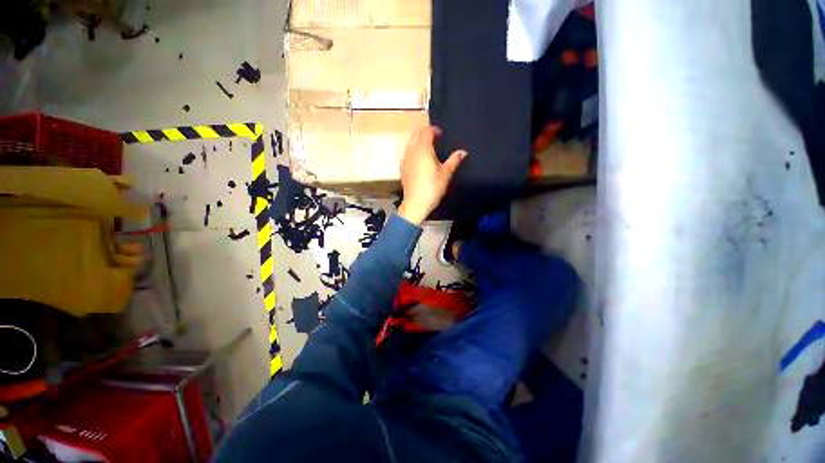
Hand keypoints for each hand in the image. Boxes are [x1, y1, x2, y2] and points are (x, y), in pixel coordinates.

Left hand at [397, 127, 466, 224]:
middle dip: (424, 132)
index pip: (426, 132)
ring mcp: (405, 159)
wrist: (416, 203)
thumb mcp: (446, 173)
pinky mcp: (402, 167)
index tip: (440, 133)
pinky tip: (418, 157)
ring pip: (409, 142)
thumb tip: (463, 152)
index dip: (434, 130)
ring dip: (417, 139)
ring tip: (426, 146)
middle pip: (416, 134)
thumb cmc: (432, 187)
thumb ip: (454, 160)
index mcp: (423, 149)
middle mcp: (412, 150)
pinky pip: (406, 152)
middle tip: (433, 137)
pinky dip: (412, 149)